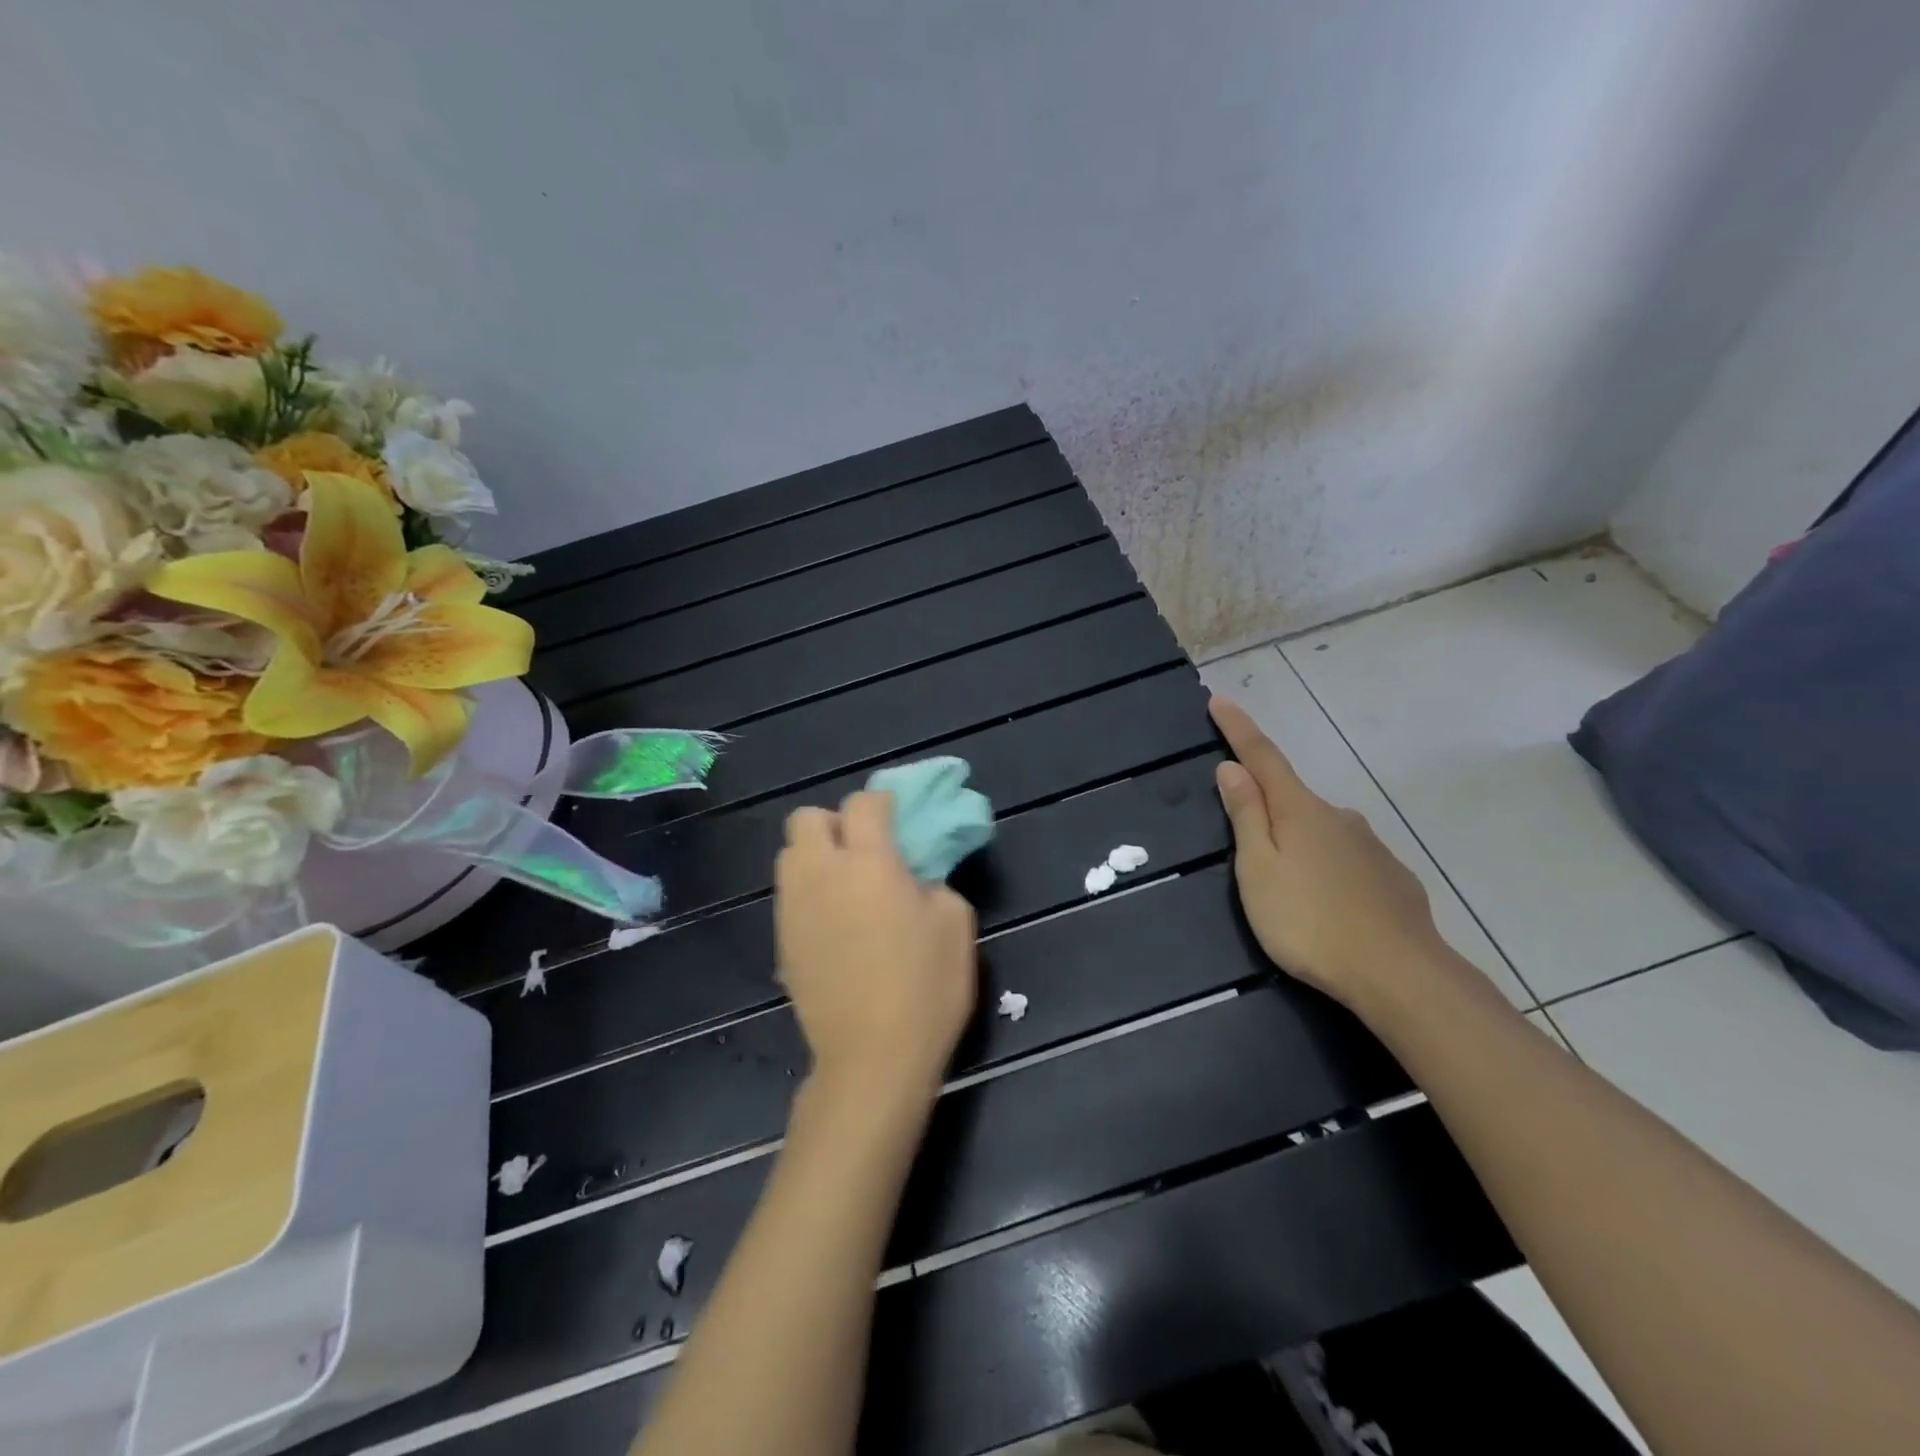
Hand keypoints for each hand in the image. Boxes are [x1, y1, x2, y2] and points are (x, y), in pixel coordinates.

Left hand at [775, 791, 978, 1107]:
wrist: (872, 1058)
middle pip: (806, 818)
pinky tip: (834, 922)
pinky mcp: (782, 940)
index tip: (897, 818)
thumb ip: (934, 882)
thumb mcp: (955, 924)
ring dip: (815, 855)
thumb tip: (913, 878)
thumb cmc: (925, 987)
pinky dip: (809, 891)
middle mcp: (821, 873)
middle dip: (834, 822)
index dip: (881, 802)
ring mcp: (794, 908)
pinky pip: (789, 894)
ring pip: (789, 854)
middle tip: (864, 849)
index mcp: (868, 862)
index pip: (862, 803)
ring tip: (845, 884)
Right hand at [1209, 696, 1461, 1013]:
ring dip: (1299, 842)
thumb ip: (1246, 817)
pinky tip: (1328, 904)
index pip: (1262, 756)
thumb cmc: (1309, 921)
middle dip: (1267, 805)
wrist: (1400, 975)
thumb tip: (1232, 768)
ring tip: (1287, 887)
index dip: (1238, 729)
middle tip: (1248, 845)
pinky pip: (1347, 859)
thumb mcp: (1258, 870)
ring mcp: (1371, 846)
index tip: (1219, 700)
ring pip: (1321, 831)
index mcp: (1299, 810)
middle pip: (1292, 797)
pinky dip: (1328, 868)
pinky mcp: (1392, 877)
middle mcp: (1338, 816)